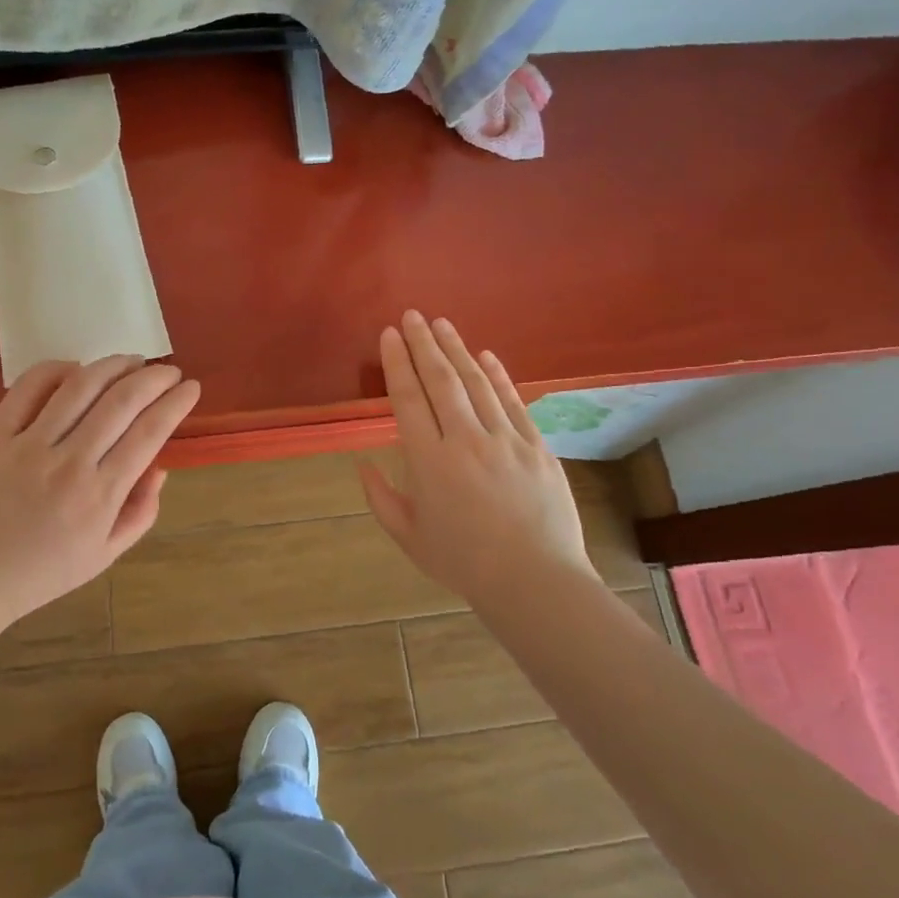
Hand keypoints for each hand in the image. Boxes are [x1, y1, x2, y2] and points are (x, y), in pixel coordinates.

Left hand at [0, 355, 198, 652]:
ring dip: (113, 365)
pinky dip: (56, 369)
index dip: (176, 403)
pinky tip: (76, 368)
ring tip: (132, 360)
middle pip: (122, 402)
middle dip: (154, 377)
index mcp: (100, 496)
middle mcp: (70, 463)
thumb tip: (159, 467)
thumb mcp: (105, 555)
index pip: (149, 433)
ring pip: (80, 387)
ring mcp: (30, 445)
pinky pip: (28, 389)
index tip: (191, 388)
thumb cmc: (44, 571)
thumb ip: (140, 512)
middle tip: (168, 371)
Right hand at [359, 312, 590, 602]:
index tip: (390, 334)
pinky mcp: (536, 446)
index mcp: (429, 461)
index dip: (397, 363)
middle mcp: (465, 440)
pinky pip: (513, 402)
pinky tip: (486, 355)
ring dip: (457, 350)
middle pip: (441, 380)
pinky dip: (499, 375)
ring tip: (442, 324)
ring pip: (477, 383)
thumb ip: (381, 498)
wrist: (535, 582)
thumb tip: (362, 464)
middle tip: (412, 315)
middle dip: (424, 344)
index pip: (408, 399)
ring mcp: (505, 440)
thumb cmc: (464, 562)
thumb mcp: (409, 537)